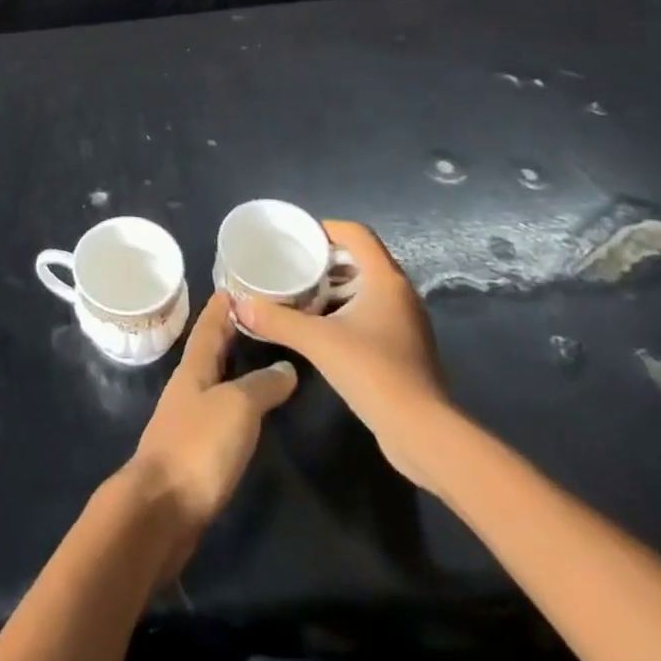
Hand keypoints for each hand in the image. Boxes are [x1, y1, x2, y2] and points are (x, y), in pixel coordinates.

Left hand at [120, 290, 297, 581]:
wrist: (161, 509)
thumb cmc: (198, 447)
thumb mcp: (237, 408)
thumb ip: (262, 386)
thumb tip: (286, 367)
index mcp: (193, 369)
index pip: (208, 327)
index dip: (220, 307)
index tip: (234, 286)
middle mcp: (187, 388)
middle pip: (208, 351)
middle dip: (227, 333)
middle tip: (255, 316)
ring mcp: (187, 420)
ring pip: (212, 381)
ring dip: (231, 367)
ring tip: (259, 357)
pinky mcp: (193, 452)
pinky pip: (217, 412)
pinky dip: (233, 401)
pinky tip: (248, 411)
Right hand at [235, 220, 453, 488]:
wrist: (422, 432)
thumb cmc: (373, 372)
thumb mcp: (317, 341)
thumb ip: (277, 320)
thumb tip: (239, 305)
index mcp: (385, 279)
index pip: (356, 233)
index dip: (326, 228)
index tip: (296, 238)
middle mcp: (400, 293)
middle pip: (361, 258)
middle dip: (326, 258)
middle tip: (293, 265)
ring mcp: (406, 321)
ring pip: (367, 287)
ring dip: (336, 286)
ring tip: (301, 293)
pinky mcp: (405, 346)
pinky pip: (372, 312)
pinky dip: (347, 309)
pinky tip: (322, 326)